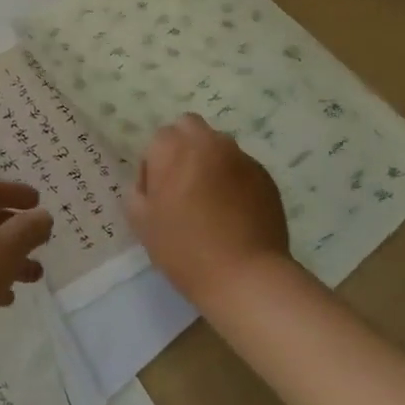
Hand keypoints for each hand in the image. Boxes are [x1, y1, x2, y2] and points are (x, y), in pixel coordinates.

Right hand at [126, 113, 292, 308]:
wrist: (245, 276)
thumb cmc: (183, 247)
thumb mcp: (141, 221)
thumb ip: (138, 189)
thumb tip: (152, 181)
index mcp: (173, 148)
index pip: (158, 139)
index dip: (155, 164)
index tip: (159, 193)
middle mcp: (208, 142)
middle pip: (190, 127)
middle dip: (183, 147)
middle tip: (183, 185)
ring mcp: (241, 158)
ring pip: (218, 146)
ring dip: (210, 161)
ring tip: (212, 200)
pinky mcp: (265, 177)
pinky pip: (241, 168)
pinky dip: (234, 180)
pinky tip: (234, 212)